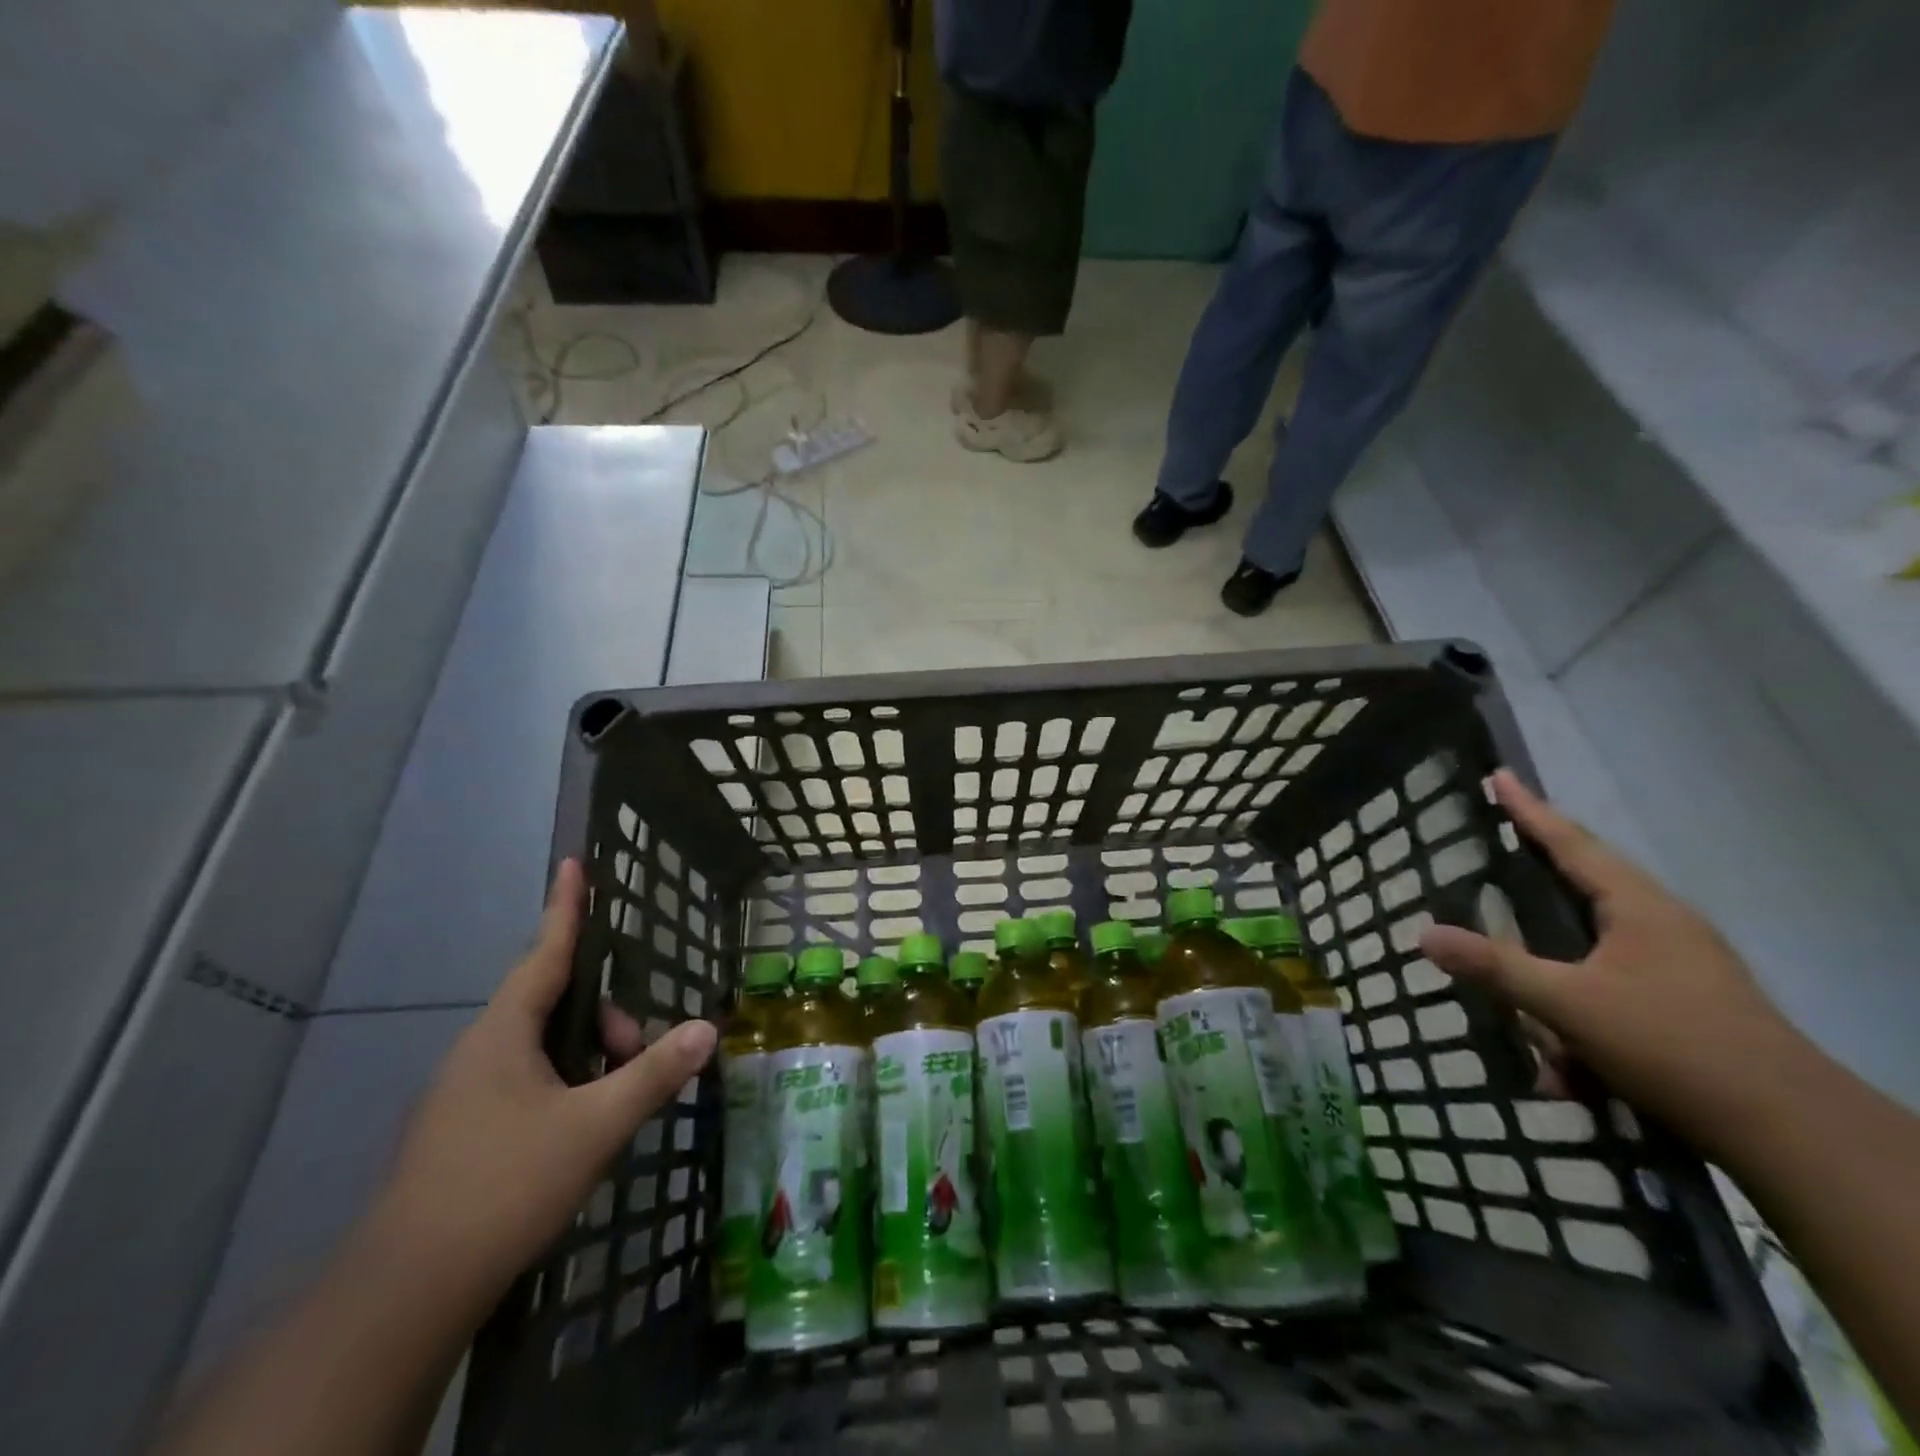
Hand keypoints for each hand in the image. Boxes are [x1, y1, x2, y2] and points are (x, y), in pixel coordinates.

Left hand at [373, 859, 716, 1309]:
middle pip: (554, 1006)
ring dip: (588, 1059)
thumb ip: (653, 1074)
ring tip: (617, 1103)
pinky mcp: (463, 1132)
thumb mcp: (594, 1126)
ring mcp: (466, 1094)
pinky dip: (566, 1086)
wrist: (404, 1294)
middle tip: (638, 1056)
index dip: (566, 907)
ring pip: (543, 1049)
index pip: (545, 952)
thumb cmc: (503, 1186)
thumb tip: (706, 1029)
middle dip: (606, 1020)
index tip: (575, 863)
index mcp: (503, 1034)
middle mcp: (480, 1052)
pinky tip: (583, 1129)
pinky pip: (527, 1082)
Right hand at [1419, 770, 1803, 1155]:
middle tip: (1498, 851)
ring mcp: (1681, 964)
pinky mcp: (1686, 1003)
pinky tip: (1566, 1069)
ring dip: (1554, 976)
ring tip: (1527, 1010)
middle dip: (1539, 875)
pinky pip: (1611, 986)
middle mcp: (1664, 925)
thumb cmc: (1674, 1045)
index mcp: (1641, 908)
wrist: (1790, 1132)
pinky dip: (1578, 1015)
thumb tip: (1423, 935)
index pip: (1573, 844)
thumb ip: (1495, 967)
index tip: (1499, 776)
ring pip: (1595, 945)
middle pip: (1587, 882)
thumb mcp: (1569, 1005)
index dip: (1530, 810)